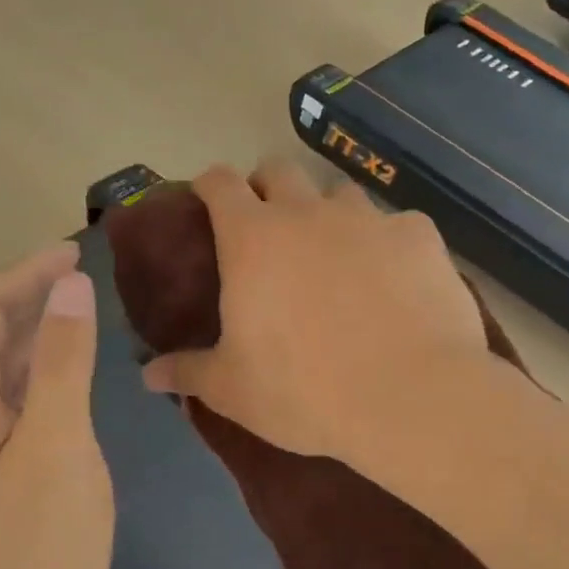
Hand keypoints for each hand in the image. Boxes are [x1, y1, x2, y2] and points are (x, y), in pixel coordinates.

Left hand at [0, 242, 113, 568]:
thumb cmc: (35, 546)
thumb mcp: (59, 445)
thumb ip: (63, 363)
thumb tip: (68, 285)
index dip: (25, 272)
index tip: (75, 250)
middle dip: (30, 296)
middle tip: (84, 276)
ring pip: (0, 371)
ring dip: (36, 334)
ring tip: (81, 315)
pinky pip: (12, 404)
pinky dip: (41, 376)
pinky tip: (70, 383)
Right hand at [141, 160, 488, 467]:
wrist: (411, 399)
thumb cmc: (305, 391)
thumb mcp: (233, 390)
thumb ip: (188, 373)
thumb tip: (147, 375)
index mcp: (253, 238)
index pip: (219, 182)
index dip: (211, 187)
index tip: (209, 204)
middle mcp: (308, 212)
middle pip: (279, 170)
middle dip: (267, 188)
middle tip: (269, 231)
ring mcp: (370, 219)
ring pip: (340, 194)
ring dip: (328, 214)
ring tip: (335, 256)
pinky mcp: (421, 237)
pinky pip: (397, 226)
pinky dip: (387, 244)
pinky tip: (395, 281)